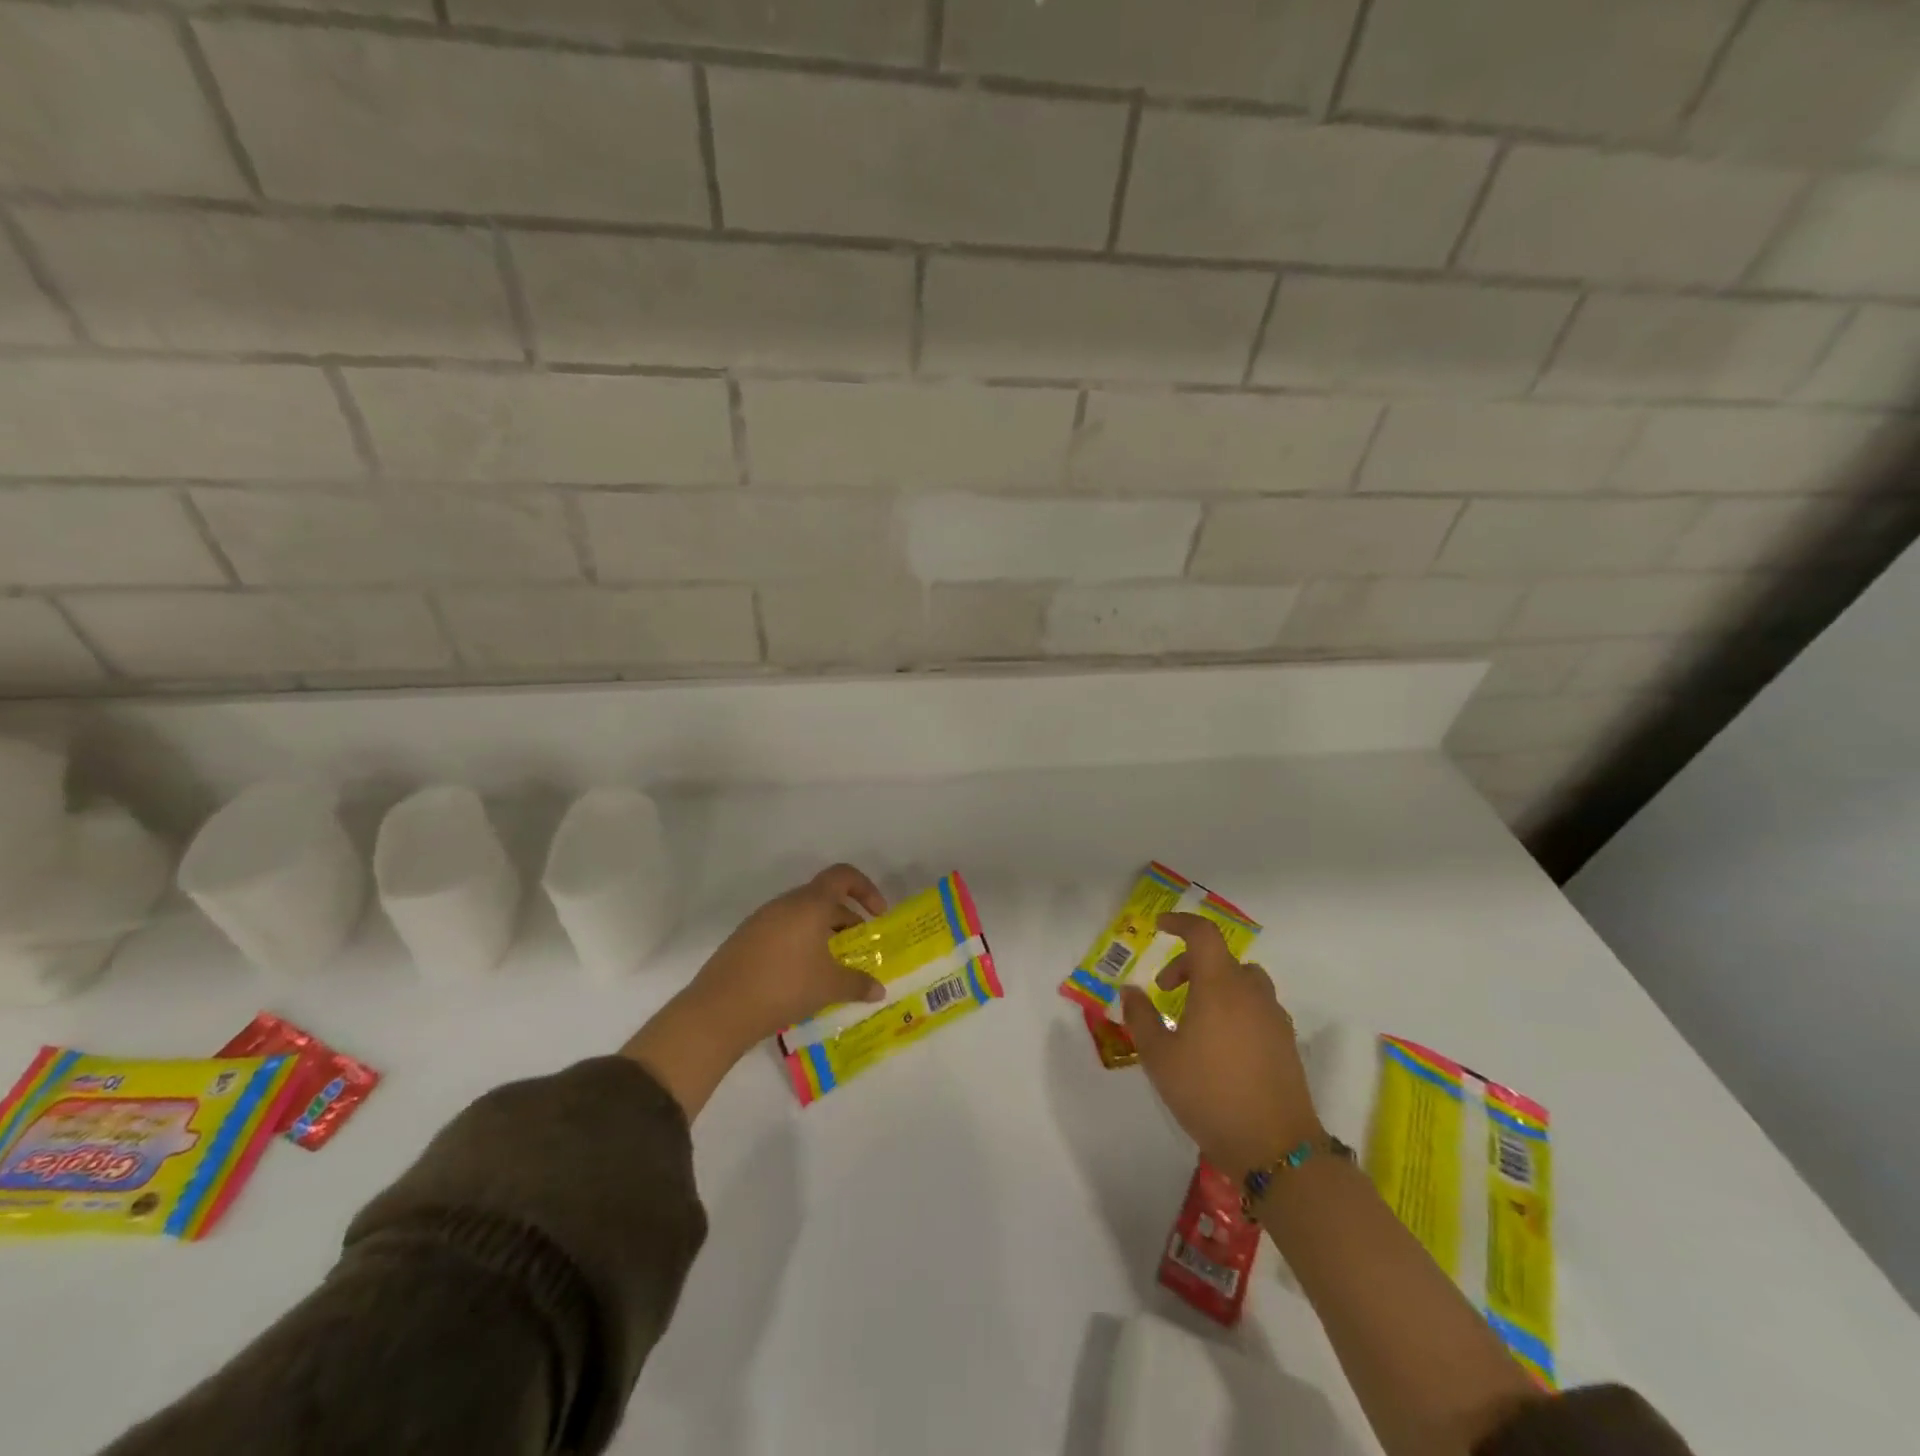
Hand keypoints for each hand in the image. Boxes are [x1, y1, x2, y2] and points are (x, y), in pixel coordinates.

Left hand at [686, 863, 888, 1046]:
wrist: (720, 1010)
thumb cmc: (785, 986)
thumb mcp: (829, 987)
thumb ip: (858, 984)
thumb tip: (879, 990)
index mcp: (810, 904)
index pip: (843, 876)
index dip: (865, 889)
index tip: (877, 915)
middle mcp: (785, 904)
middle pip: (823, 898)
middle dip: (846, 920)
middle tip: (858, 949)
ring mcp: (761, 920)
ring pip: (802, 916)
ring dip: (822, 934)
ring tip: (832, 966)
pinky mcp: (745, 939)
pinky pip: (782, 931)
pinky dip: (800, 944)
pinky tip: (802, 977)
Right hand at [1121, 911, 1322, 1180]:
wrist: (1275, 1147)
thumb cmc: (1208, 1093)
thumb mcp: (1159, 1057)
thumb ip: (1141, 1017)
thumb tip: (1131, 991)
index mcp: (1219, 986)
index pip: (1203, 934)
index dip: (1181, 923)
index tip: (1160, 927)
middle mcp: (1251, 992)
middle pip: (1221, 958)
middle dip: (1189, 964)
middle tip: (1165, 990)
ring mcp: (1274, 1017)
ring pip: (1243, 981)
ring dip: (1215, 984)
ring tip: (1194, 1016)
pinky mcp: (1286, 1042)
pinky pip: (1257, 1006)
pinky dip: (1235, 1006)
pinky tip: (1220, 1042)